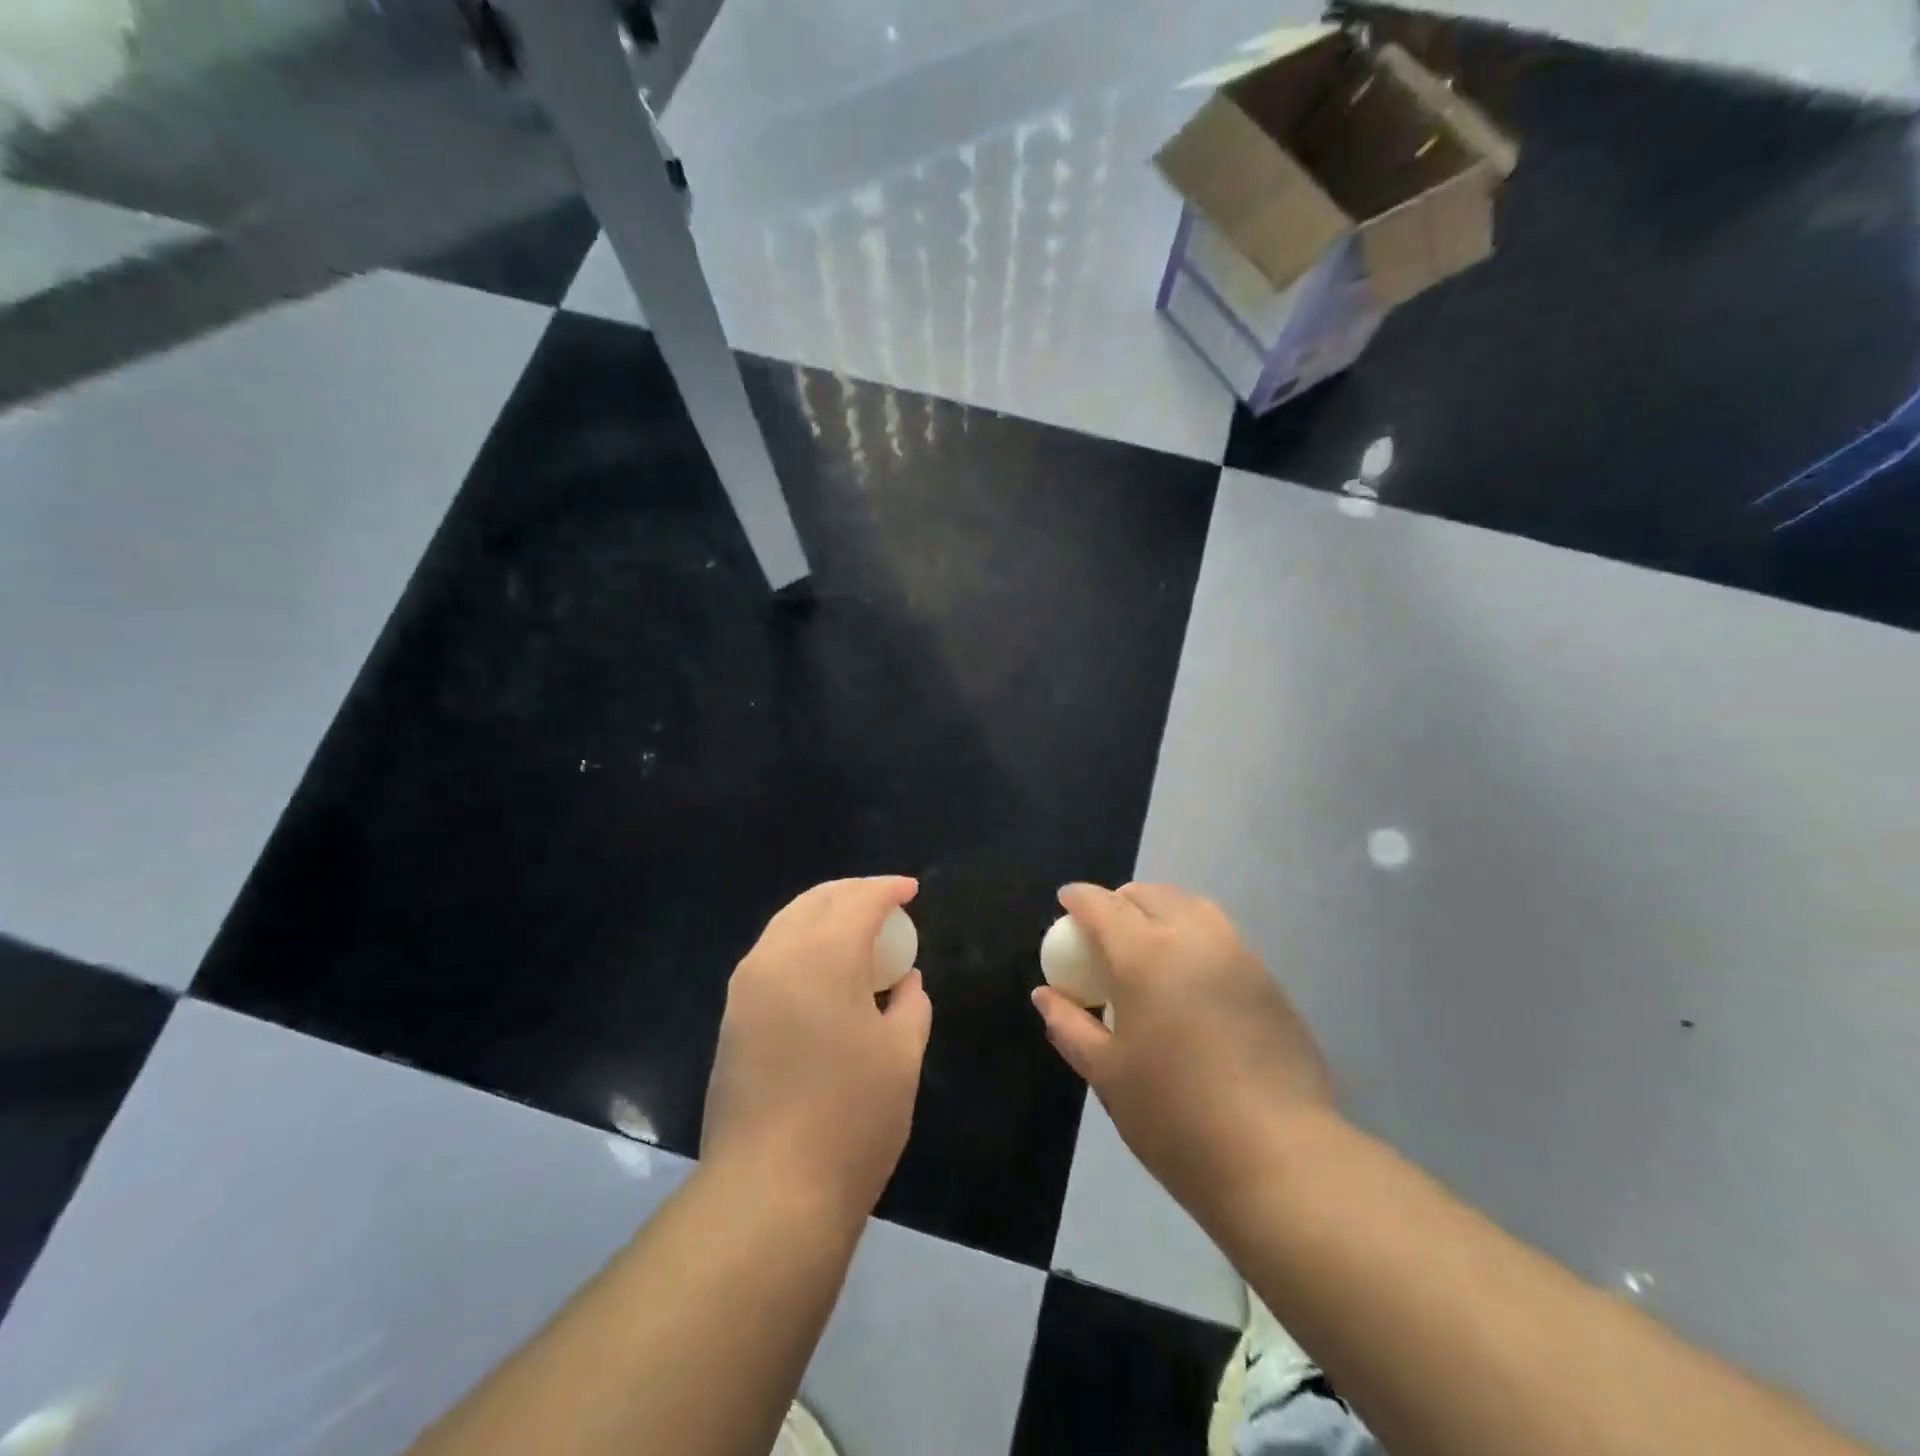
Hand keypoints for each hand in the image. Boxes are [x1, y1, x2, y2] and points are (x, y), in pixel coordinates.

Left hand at [703, 877, 932, 1224]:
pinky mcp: (731, 1018)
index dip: (888, 889)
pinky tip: (823, 969)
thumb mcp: (901, 1058)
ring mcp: (746, 988)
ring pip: (786, 924)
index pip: (858, 901)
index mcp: (823, 958)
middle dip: (852, 892)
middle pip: (815, 901)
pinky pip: (770, 956)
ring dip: (822, 914)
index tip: (911, 890)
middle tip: (884, 901)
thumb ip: (910, 1006)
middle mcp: (776, 958)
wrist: (768, 1192)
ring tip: (855, 930)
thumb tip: (905, 982)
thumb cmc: (851, 1120)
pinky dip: (801, 943)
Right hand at [1030, 883, 1335, 1217]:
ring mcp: (1237, 954)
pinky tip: (1190, 977)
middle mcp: (1192, 937)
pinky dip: (1194, 936)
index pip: (1102, 905)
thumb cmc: (1174, 1116)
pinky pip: (1221, 936)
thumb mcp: (1106, 1073)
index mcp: (1144, 954)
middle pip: (1149, 895)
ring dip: (1162, 911)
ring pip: (1191, 907)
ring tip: (1148, 944)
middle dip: (1120, 900)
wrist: (1279, 1159)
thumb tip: (1045, 995)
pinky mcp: (1268, 980)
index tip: (1065, 903)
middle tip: (1105, 929)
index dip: (1078, 899)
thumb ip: (1069, 1025)